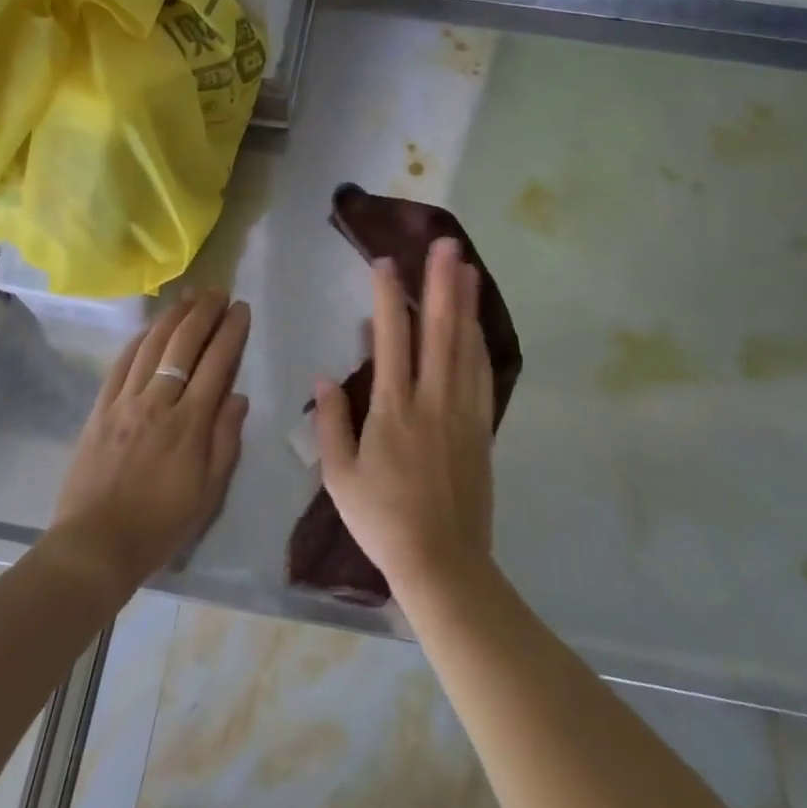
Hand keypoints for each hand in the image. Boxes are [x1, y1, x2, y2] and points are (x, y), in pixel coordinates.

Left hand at [47, 291, 250, 597]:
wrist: (94, 544)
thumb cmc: (160, 524)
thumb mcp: (209, 493)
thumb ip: (225, 440)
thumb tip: (238, 397)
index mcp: (190, 423)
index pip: (216, 363)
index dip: (231, 331)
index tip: (240, 309)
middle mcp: (159, 402)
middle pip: (184, 343)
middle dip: (204, 312)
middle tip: (218, 292)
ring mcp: (125, 402)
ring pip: (152, 345)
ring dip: (173, 316)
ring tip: (189, 297)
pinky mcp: (101, 408)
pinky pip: (121, 363)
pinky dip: (139, 340)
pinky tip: (150, 327)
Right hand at [314, 239, 495, 602]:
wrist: (442, 563)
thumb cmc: (382, 520)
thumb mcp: (339, 476)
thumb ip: (331, 422)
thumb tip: (325, 376)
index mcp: (394, 408)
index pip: (391, 338)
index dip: (388, 297)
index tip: (385, 263)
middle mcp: (432, 399)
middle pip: (439, 330)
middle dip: (441, 283)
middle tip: (446, 245)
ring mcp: (462, 411)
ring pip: (465, 346)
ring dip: (466, 304)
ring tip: (467, 267)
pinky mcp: (481, 427)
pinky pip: (481, 374)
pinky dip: (479, 342)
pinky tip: (477, 324)